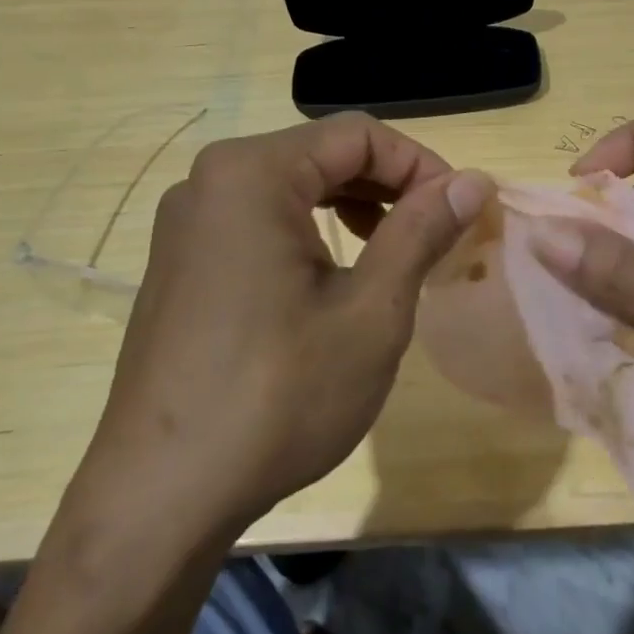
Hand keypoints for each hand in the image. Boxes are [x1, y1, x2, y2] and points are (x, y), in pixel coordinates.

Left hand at [80, 113, 492, 531]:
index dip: (421, 164)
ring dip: (354, 205)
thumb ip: (421, 231)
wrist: (161, 498)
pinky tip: (337, 273)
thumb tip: (473, 180)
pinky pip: (261, 217)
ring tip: (395, 250)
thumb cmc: (278, 397)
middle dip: (389, 184)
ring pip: (293, 184)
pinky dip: (312, 229)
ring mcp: (188, 221)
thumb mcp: (371, 312)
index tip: (461, 211)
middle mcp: (210, 180)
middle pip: (323, 153)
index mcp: (251, 173)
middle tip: (437, 232)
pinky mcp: (181, 260)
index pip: (358, 134)